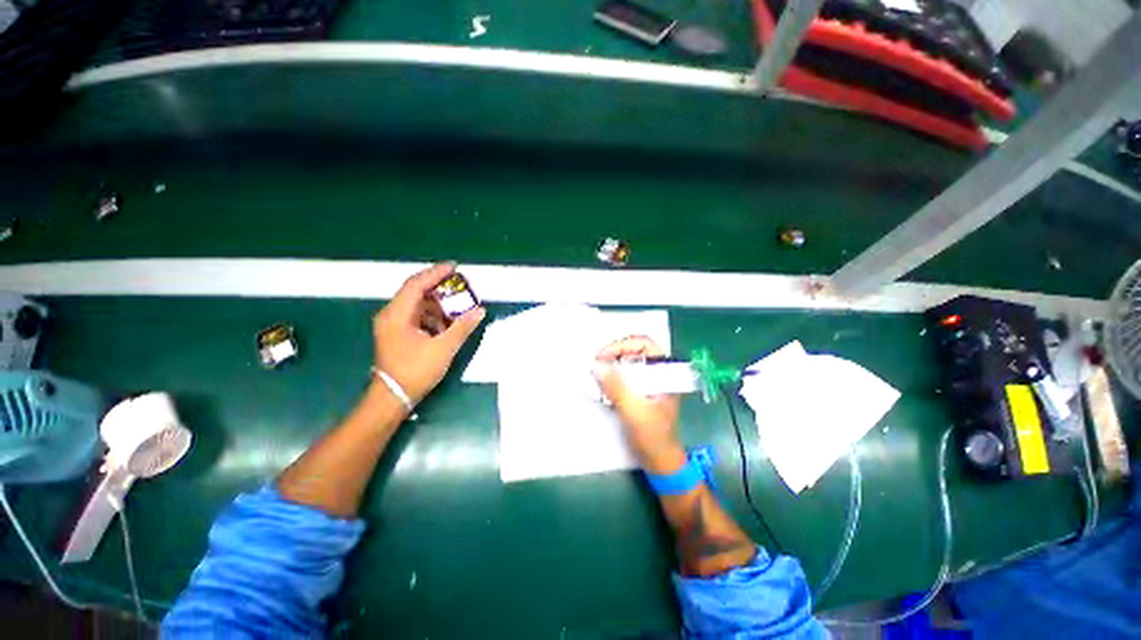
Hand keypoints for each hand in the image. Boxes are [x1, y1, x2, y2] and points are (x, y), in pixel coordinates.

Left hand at [373, 263, 486, 404]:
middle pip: (416, 292)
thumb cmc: (416, 371)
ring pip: (417, 305)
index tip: (455, 267)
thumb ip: (462, 327)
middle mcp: (391, 315)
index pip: (416, 284)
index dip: (436, 273)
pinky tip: (447, 322)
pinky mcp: (397, 334)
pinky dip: (432, 315)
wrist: (393, 397)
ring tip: (458, 304)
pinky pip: (416, 316)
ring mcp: (392, 325)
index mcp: (397, 315)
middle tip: (460, 285)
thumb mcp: (443, 348)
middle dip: (439, 287)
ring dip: (438, 303)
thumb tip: (480, 310)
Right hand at [593, 336, 686, 472]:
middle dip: (614, 352)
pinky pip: (623, 375)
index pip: (646, 344)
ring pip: (628, 362)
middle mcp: (658, 373)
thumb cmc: (653, 436)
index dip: (624, 344)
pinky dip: (611, 375)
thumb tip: (596, 365)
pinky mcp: (639, 391)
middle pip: (635, 350)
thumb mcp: (634, 411)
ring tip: (596, 370)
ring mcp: (648, 382)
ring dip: (611, 363)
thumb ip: (616, 387)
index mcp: (665, 373)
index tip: (604, 355)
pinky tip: (601, 382)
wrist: (659, 461)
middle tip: (597, 361)